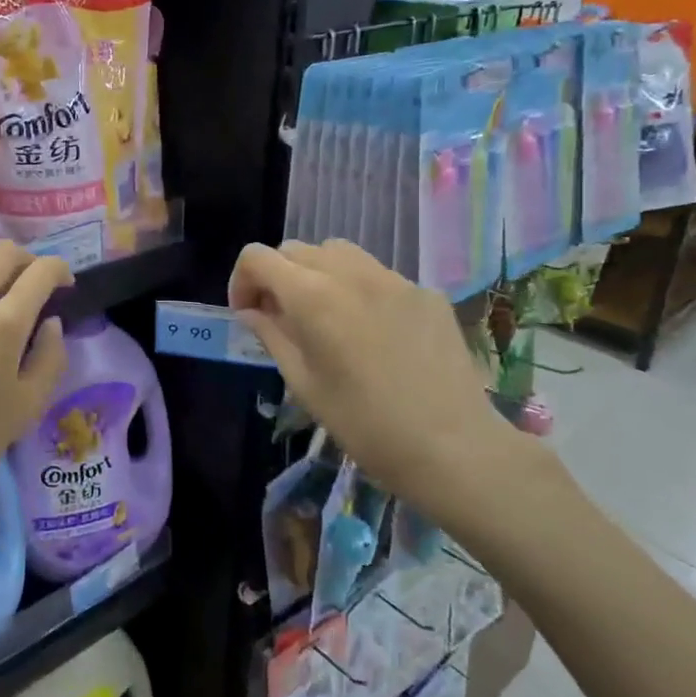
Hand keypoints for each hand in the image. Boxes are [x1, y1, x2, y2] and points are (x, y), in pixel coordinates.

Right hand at [228, 239, 551, 548]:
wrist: (453, 447)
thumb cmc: (365, 425)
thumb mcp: (304, 384)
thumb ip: (272, 336)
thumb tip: (252, 311)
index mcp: (312, 296)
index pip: (257, 257)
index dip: (242, 281)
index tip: (249, 314)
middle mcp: (350, 272)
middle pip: (296, 249)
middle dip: (278, 277)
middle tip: (283, 319)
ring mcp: (393, 278)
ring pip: (338, 252)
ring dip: (318, 274)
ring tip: (327, 317)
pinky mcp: (426, 291)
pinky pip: (378, 275)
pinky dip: (359, 290)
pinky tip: (375, 333)